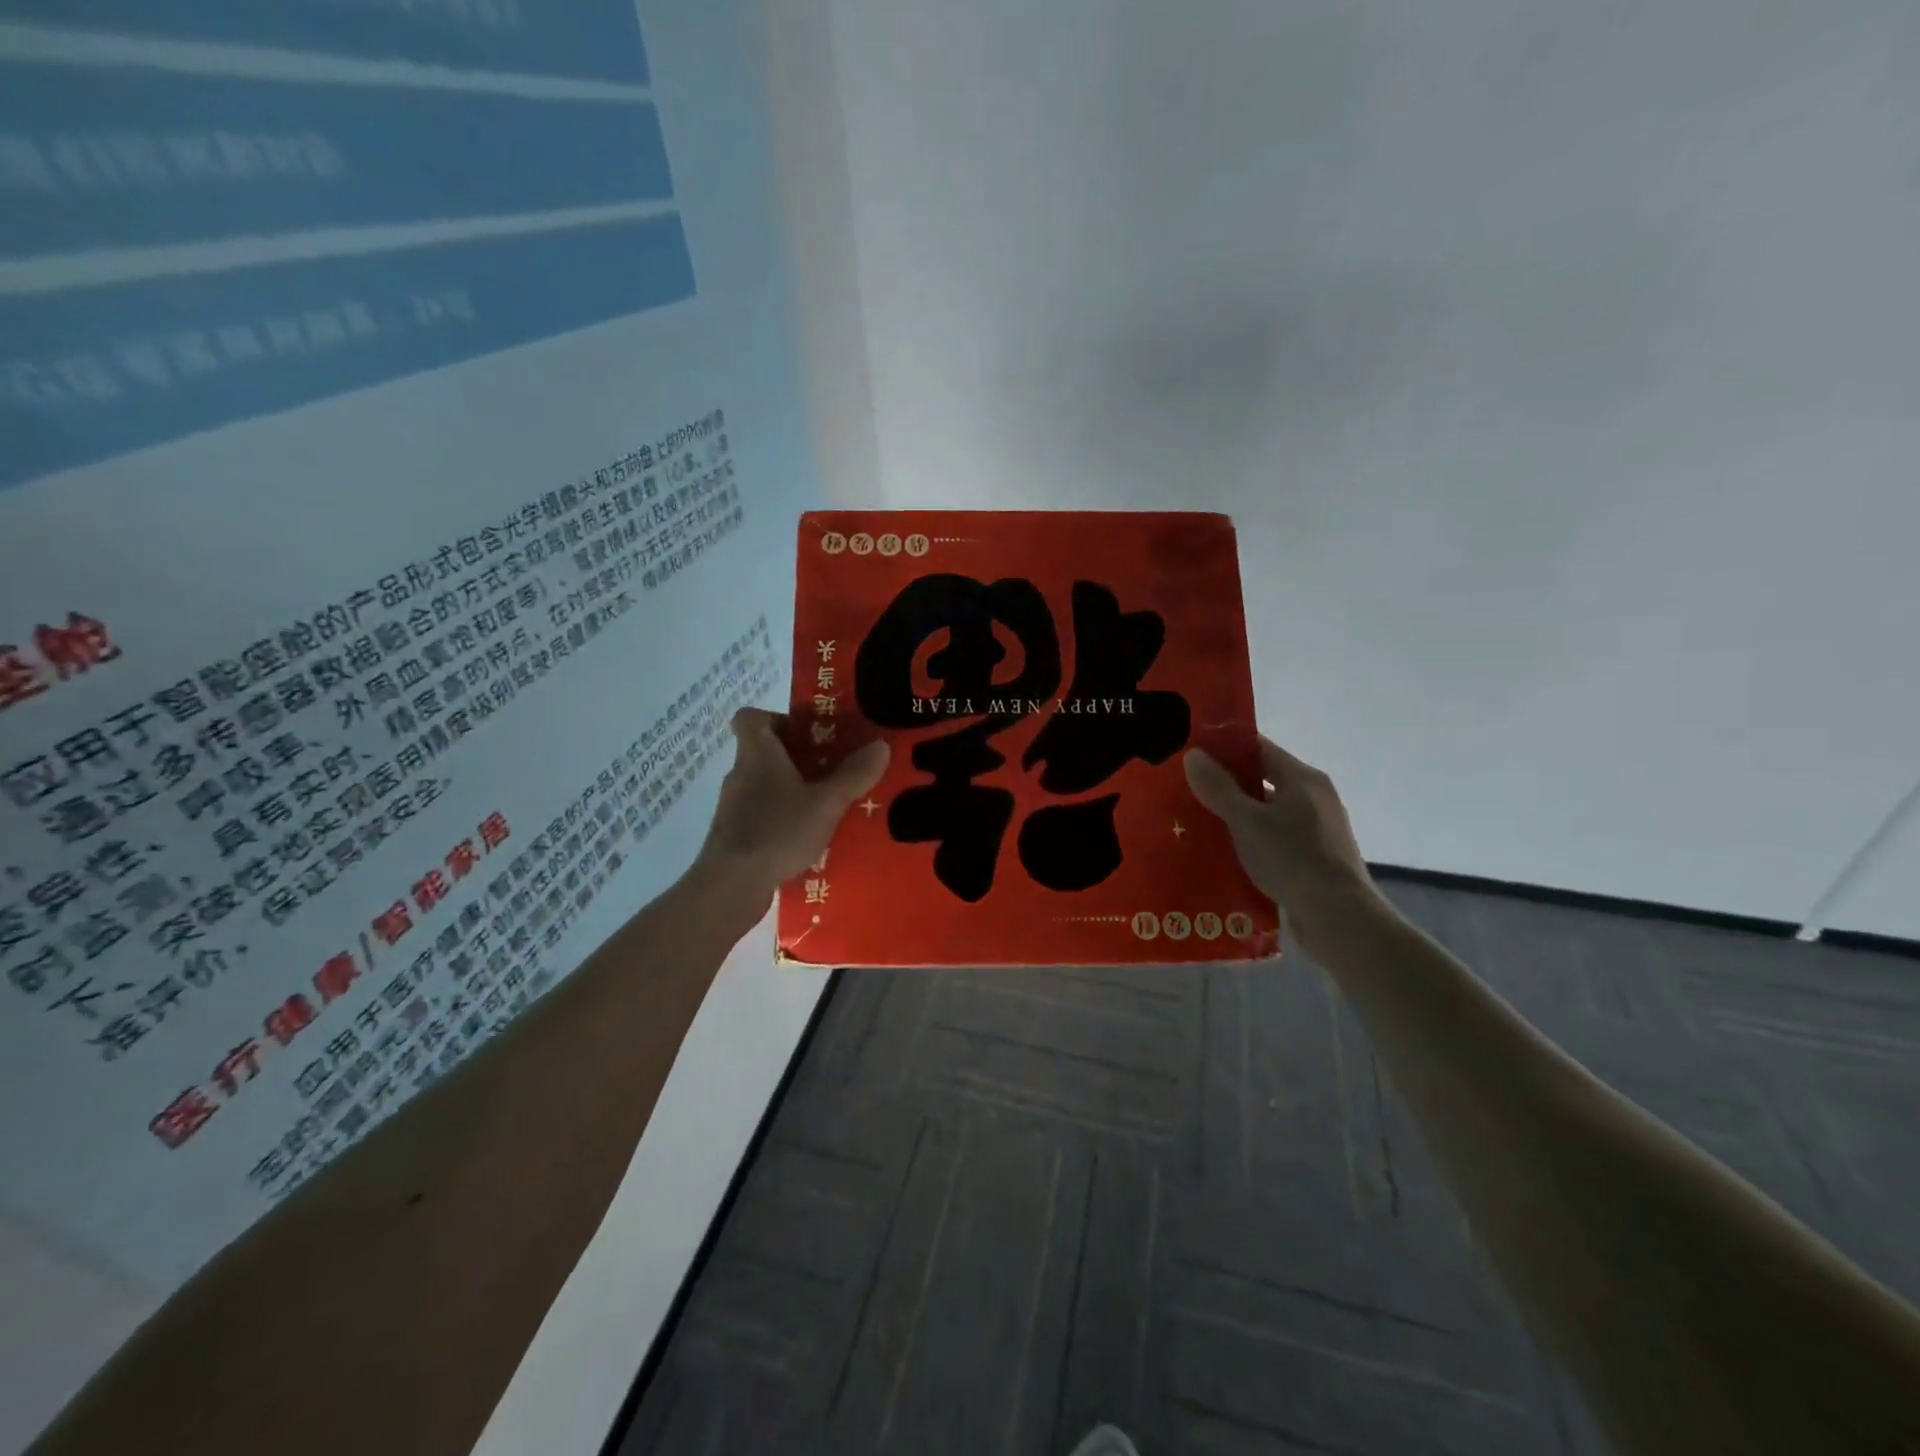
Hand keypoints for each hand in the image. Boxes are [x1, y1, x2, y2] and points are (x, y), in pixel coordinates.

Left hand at [694, 708, 889, 906]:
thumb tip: (881, 744)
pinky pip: (763, 815)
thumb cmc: (777, 831)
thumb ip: (854, 774)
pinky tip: (808, 839)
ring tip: (828, 807)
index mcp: (757, 754)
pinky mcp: (735, 836)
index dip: (779, 718)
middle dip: (800, 758)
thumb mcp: (826, 802)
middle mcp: (741, 774)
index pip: (750, 717)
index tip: (809, 734)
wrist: (730, 886)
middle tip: (834, 771)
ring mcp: (734, 807)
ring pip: (766, 785)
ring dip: (794, 790)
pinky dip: (784, 819)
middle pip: (765, 752)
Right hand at [1183, 736, 1378, 947]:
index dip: (1225, 747)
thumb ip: (1219, 788)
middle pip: (1263, 779)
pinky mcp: (1315, 858)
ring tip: (1199, 822)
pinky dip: (1252, 840)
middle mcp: (1314, 797)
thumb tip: (1193, 754)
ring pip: (1268, 811)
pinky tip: (1227, 853)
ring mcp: (1318, 829)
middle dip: (1226, 784)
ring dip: (1238, 815)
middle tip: (1187, 789)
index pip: (1259, 748)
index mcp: (1303, 778)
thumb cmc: (1293, 859)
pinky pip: (1276, 838)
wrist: (1339, 918)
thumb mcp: (1247, 821)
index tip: (1193, 753)